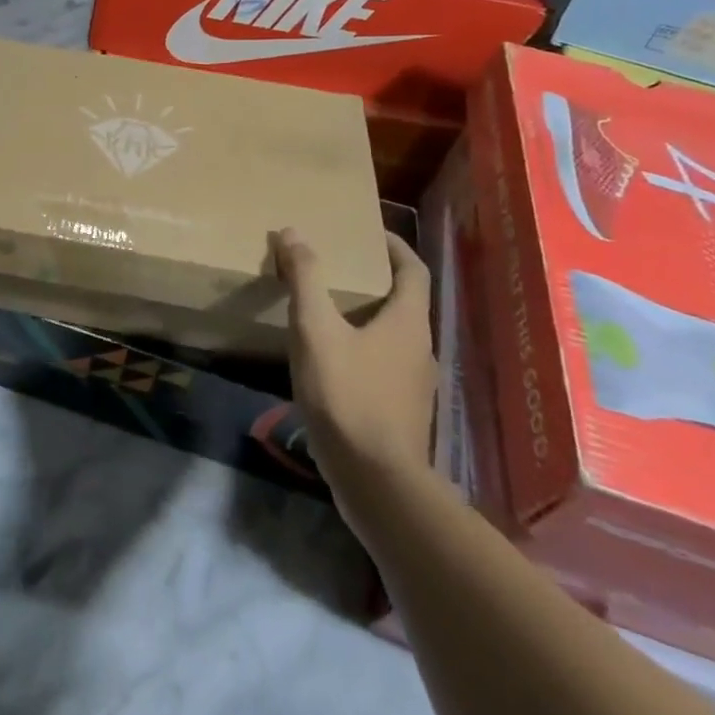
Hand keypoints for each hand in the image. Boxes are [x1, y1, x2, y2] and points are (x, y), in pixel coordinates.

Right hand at [275, 229, 434, 478]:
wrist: (375, 481)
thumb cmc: (348, 396)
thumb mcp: (316, 330)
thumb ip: (305, 280)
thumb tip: (293, 233)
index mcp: (408, 322)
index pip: (414, 269)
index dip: (395, 246)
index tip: (369, 232)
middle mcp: (421, 348)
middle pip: (405, 301)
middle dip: (375, 279)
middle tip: (338, 266)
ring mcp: (415, 383)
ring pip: (394, 334)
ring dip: (368, 315)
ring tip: (328, 308)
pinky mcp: (402, 411)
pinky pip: (385, 363)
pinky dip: (363, 346)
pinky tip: (332, 359)